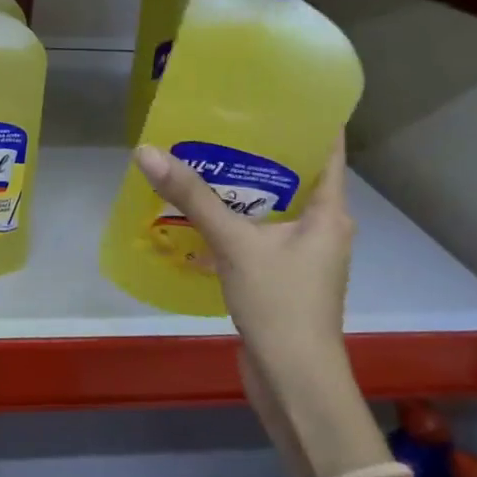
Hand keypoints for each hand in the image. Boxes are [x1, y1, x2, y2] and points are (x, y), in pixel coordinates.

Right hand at [133, 135, 355, 387]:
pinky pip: (259, 234)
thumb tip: (146, 151)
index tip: (278, 92)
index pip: (328, 151)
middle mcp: (322, 229)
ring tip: (204, 156)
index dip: (309, 119)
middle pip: (296, 175)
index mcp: (329, 214)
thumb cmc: (280, 305)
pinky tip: (199, 213)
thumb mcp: (235, 243)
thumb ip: (192, 198)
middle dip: (261, 148)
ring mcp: (303, 256)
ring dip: (243, 186)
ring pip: (274, 206)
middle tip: (223, 118)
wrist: (294, 385)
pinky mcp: (282, 278)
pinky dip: (235, 220)